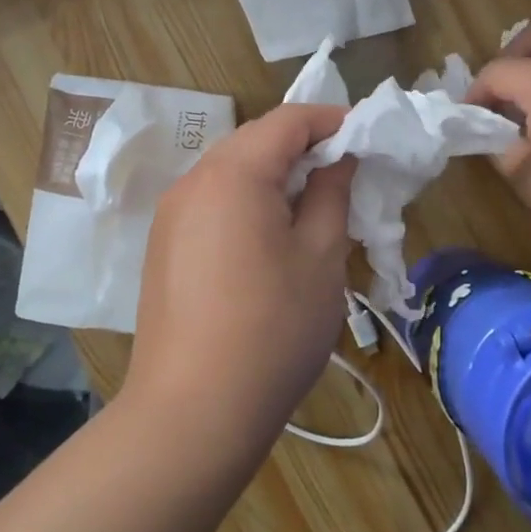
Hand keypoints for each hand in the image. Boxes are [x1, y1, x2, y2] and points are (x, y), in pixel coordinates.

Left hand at [126, 104, 357, 456]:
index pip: (287, 120)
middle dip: (303, 148)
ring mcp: (170, 215)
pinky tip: (269, 239)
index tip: (367, 137)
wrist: (193, 411)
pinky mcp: (163, 247)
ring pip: (230, 172)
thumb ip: (330, 194)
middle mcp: (192, 181)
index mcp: (233, 173)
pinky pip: (211, 203)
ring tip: (312, 208)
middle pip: (254, 141)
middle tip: (345, 175)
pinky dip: (246, 202)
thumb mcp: (320, 257)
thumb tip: (336, 159)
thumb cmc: (272, 329)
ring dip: (274, 177)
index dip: (331, 120)